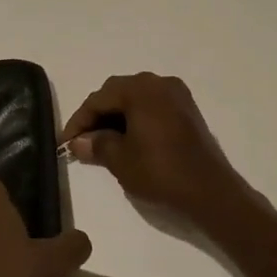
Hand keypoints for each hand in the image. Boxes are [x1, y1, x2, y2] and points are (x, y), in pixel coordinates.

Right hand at [61, 73, 263, 233]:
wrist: (211, 193)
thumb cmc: (161, 173)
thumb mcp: (121, 160)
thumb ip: (96, 144)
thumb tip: (78, 141)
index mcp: (140, 89)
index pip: (99, 99)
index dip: (79, 120)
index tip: (65, 143)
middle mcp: (159, 83)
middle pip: (117, 93)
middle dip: (97, 116)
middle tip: (82, 142)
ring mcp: (177, 95)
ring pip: (135, 99)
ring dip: (116, 117)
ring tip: (102, 143)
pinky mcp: (188, 110)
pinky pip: (152, 107)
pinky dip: (136, 119)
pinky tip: (127, 140)